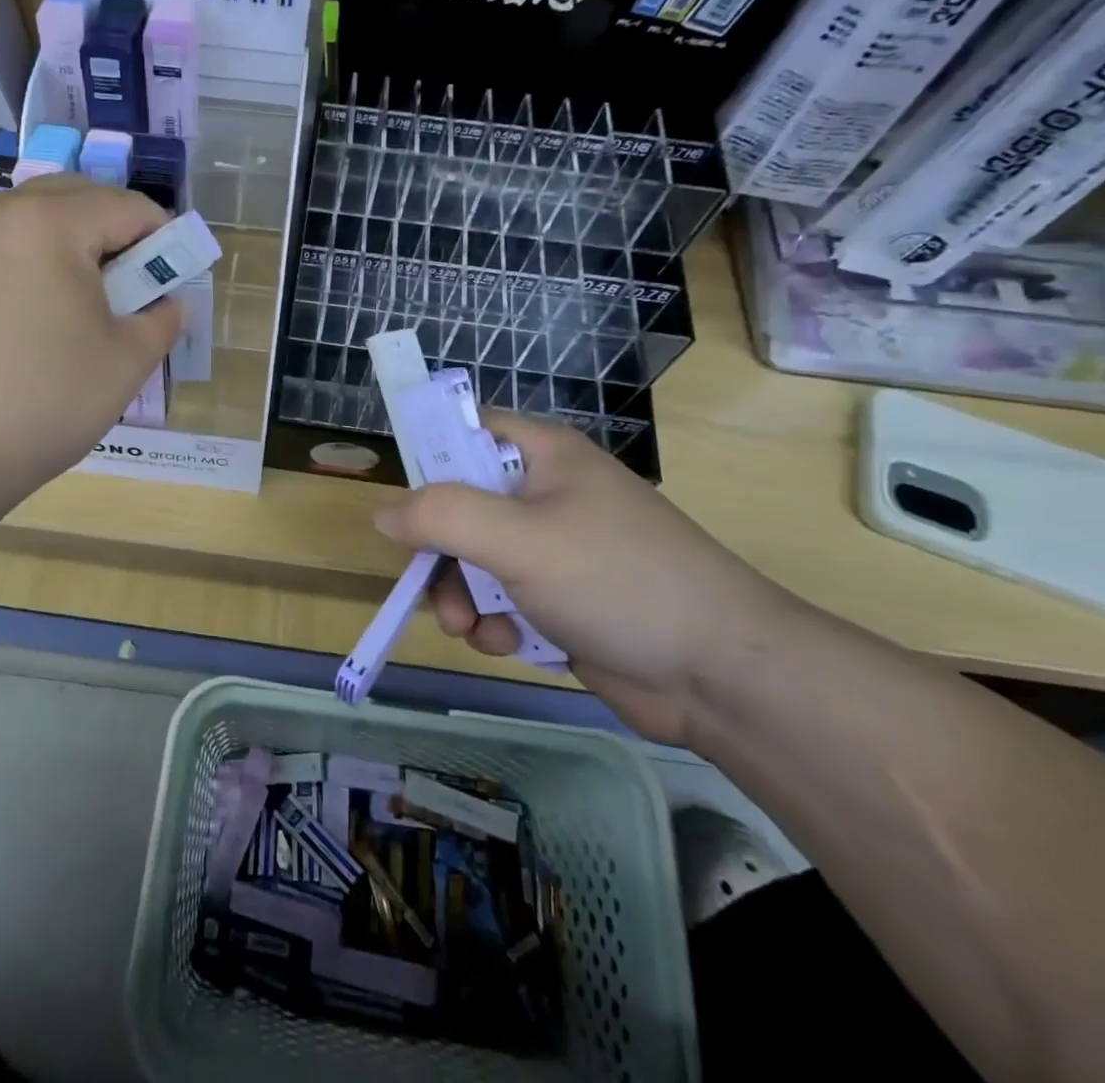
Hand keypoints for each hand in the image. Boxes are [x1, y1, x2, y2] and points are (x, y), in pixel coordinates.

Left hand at [0, 176, 183, 514]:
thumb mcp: (128, 360)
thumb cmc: (48, 400)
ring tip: (88, 299)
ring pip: (38, 216)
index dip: (164, 237)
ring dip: (76, 242)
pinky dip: (37, 257)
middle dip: (117, 232)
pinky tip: (41, 312)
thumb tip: (169, 303)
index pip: (127, 207)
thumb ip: (163, 318)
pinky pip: (5, 242)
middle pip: (79, 197)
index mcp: (50, 223)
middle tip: (134, 285)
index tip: (174, 277)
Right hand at [372, 412, 802, 745]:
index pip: (467, 430)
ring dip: (462, 598)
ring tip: (475, 631)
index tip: (405, 504)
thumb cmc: (618, 580)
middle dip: (440, 554)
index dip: (430, 458)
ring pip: (474, 560)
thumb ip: (442, 517)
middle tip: (435, 592)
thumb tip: (383, 512)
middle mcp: (545, 494)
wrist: (721, 675)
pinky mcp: (562, 600)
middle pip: (460, 507)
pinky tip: (508, 648)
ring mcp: (555, 550)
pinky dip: (495, 624)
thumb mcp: (520, 539)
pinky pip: (502, 600)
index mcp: (543, 455)